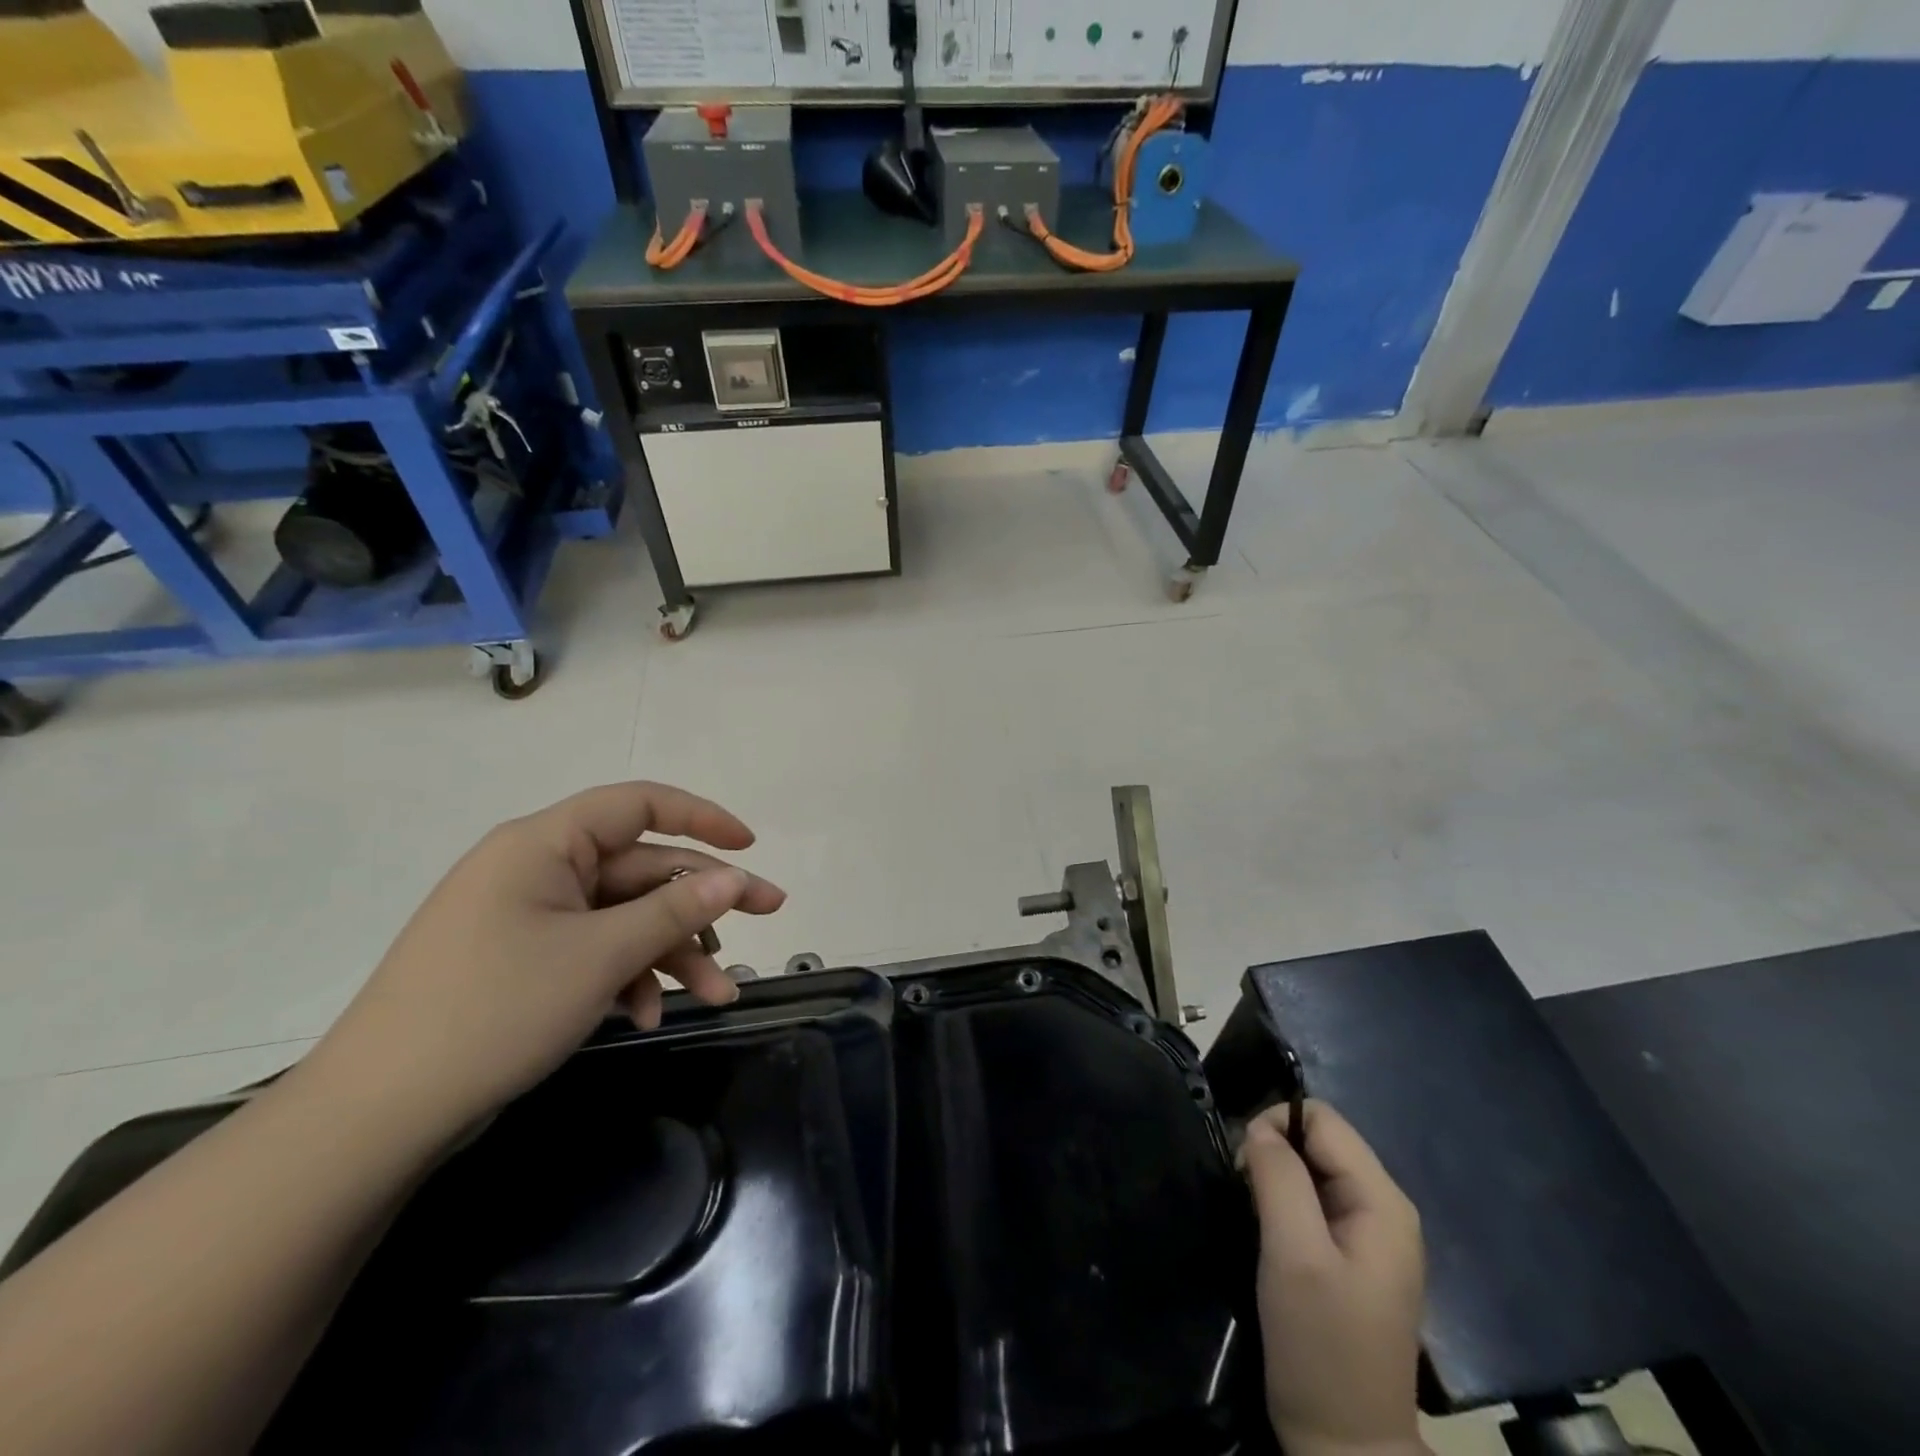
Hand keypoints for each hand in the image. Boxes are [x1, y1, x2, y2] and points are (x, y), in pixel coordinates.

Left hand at [300, 782, 786, 1148]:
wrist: (376, 1116)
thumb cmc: (495, 1011)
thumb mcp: (600, 955)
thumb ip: (675, 910)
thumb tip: (735, 878)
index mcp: (544, 843)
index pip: (639, 804)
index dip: (701, 817)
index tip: (749, 847)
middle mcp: (537, 868)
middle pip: (641, 869)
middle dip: (702, 903)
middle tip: (768, 917)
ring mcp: (528, 917)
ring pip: (623, 917)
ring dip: (672, 951)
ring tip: (718, 996)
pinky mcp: (523, 960)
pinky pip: (593, 950)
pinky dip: (627, 976)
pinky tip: (645, 1015)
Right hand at [1241, 1100, 1427, 1455]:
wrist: (1345, 1446)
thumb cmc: (1321, 1346)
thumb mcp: (1294, 1253)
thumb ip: (1279, 1177)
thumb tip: (1258, 1128)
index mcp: (1383, 1202)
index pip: (1323, 1120)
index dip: (1277, 1126)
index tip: (1244, 1165)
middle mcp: (1385, 1209)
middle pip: (1320, 1142)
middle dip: (1275, 1152)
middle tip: (1245, 1193)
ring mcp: (1372, 1236)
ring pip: (1313, 1170)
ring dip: (1276, 1179)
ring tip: (1254, 1215)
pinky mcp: (1353, 1258)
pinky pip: (1315, 1201)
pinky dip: (1284, 1204)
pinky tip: (1270, 1234)